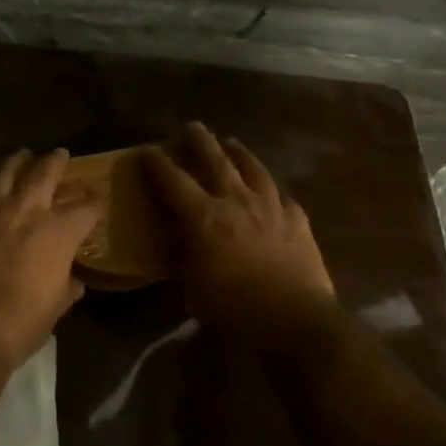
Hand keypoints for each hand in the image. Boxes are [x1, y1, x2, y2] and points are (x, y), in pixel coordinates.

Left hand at [0, 148, 102, 370]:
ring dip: (18, 162)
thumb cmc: (22, 322)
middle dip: (56, 162)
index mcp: (59, 231)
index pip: (85, 207)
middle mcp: (27, 209)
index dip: (94, 202)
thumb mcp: (56, 305)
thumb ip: (66, 285)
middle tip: (60, 154)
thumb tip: (73, 281)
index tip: (97, 199)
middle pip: (45, 173)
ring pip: (7, 171)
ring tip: (23, 156)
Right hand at [144, 123, 336, 340]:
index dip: (158, 163)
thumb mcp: (193, 287)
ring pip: (253, 169)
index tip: (147, 148)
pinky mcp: (298, 222)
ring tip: (232, 143)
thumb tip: (177, 243)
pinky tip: (272, 192)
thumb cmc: (234, 306)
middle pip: (216, 161)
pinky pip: (283, 198)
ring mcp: (271, 208)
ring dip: (240, 154)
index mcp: (204, 216)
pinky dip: (273, 191)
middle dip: (201, 141)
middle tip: (193, 126)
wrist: (295, 319)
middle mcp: (236, 201)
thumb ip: (184, 258)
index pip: (173, 181)